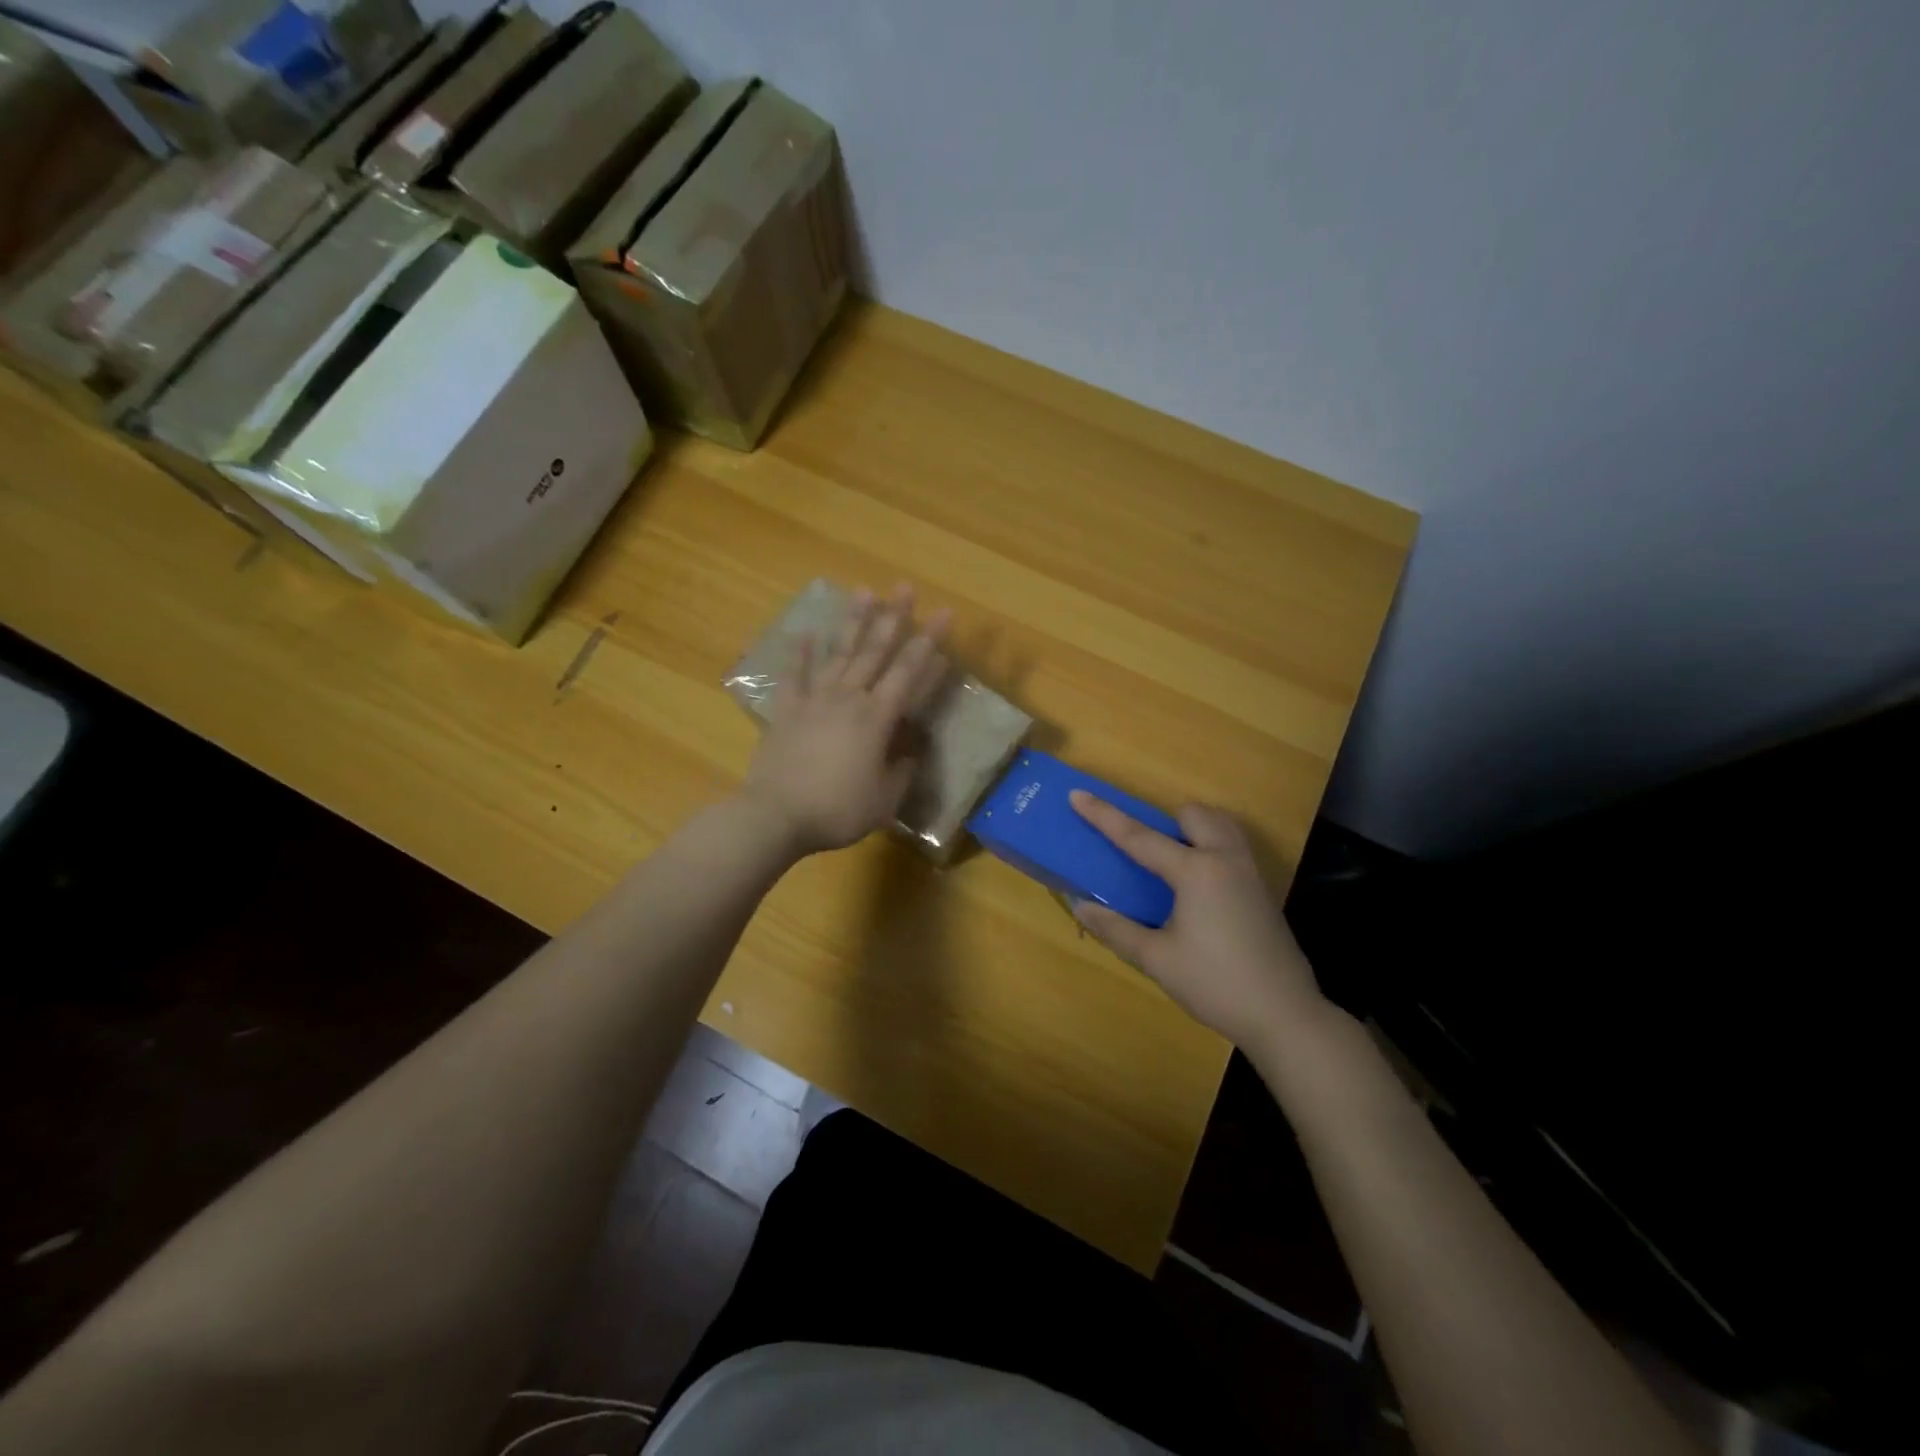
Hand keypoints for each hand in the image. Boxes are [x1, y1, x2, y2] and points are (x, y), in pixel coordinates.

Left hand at [741, 584, 951, 856]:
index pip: (909, 671)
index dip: (929, 641)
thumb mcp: (884, 800)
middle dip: (894, 617)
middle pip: (874, 650)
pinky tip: (805, 633)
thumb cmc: (836, 810)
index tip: (945, 614)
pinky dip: (800, 653)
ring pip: (838, 653)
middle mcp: (848, 698)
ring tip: (864, 591)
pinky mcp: (786, 710)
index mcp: (876, 718)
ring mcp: (814, 700)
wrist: (775, 816)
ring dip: (853, 622)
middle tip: (906, 586)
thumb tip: (911, 751)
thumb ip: (901, 771)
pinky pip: (794, 675)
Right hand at [1069, 792, 1325, 1050]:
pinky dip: (1212, 847)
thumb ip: (1116, 929)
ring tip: (1176, 860)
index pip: (1139, 837)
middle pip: (1193, 814)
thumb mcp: (1157, 960)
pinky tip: (1201, 888)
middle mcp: (1225, 859)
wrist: (1285, 1015)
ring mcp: (1250, 872)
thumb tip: (1080, 907)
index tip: (1077, 794)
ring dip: (1195, 829)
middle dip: (1167, 820)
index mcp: (1196, 872)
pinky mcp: (1263, 890)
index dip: (1104, 816)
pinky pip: (1234, 846)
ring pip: (1221, 824)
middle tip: (1149, 852)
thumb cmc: (1215, 985)